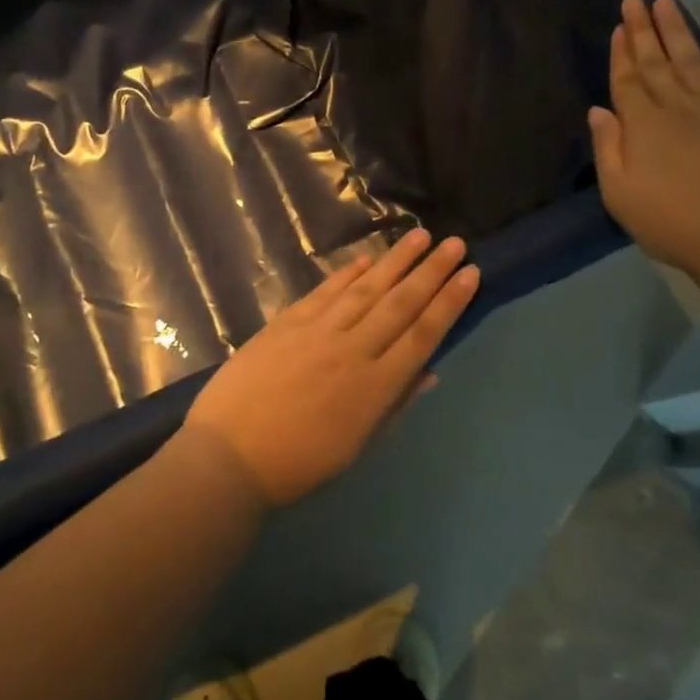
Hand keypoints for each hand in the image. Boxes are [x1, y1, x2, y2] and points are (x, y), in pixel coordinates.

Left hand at [185, 229, 479, 505]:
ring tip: (420, 235)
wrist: (229, 456)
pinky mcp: (287, 323)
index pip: (422, 334)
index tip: (470, 274)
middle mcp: (352, 350)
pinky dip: (347, 274)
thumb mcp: (356, 445)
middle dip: (431, 271)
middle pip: (400, 303)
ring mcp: (317, 332)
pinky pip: (325, 292)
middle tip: (455, 242)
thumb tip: (430, 370)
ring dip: (395, 260)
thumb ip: (394, 404)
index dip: (449, 302)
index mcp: (375, 387)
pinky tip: (367, 260)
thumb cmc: (298, 463)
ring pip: (366, 289)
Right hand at [589, 0, 699, 278]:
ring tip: (668, 3)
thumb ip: (608, 148)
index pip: (628, 79)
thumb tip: (599, 110)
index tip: (619, 24)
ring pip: (692, 60)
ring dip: (678, 30)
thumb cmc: (670, 221)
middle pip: (657, 61)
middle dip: (644, 29)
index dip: (621, 52)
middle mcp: (678, 107)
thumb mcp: (620, 194)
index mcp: (644, 124)